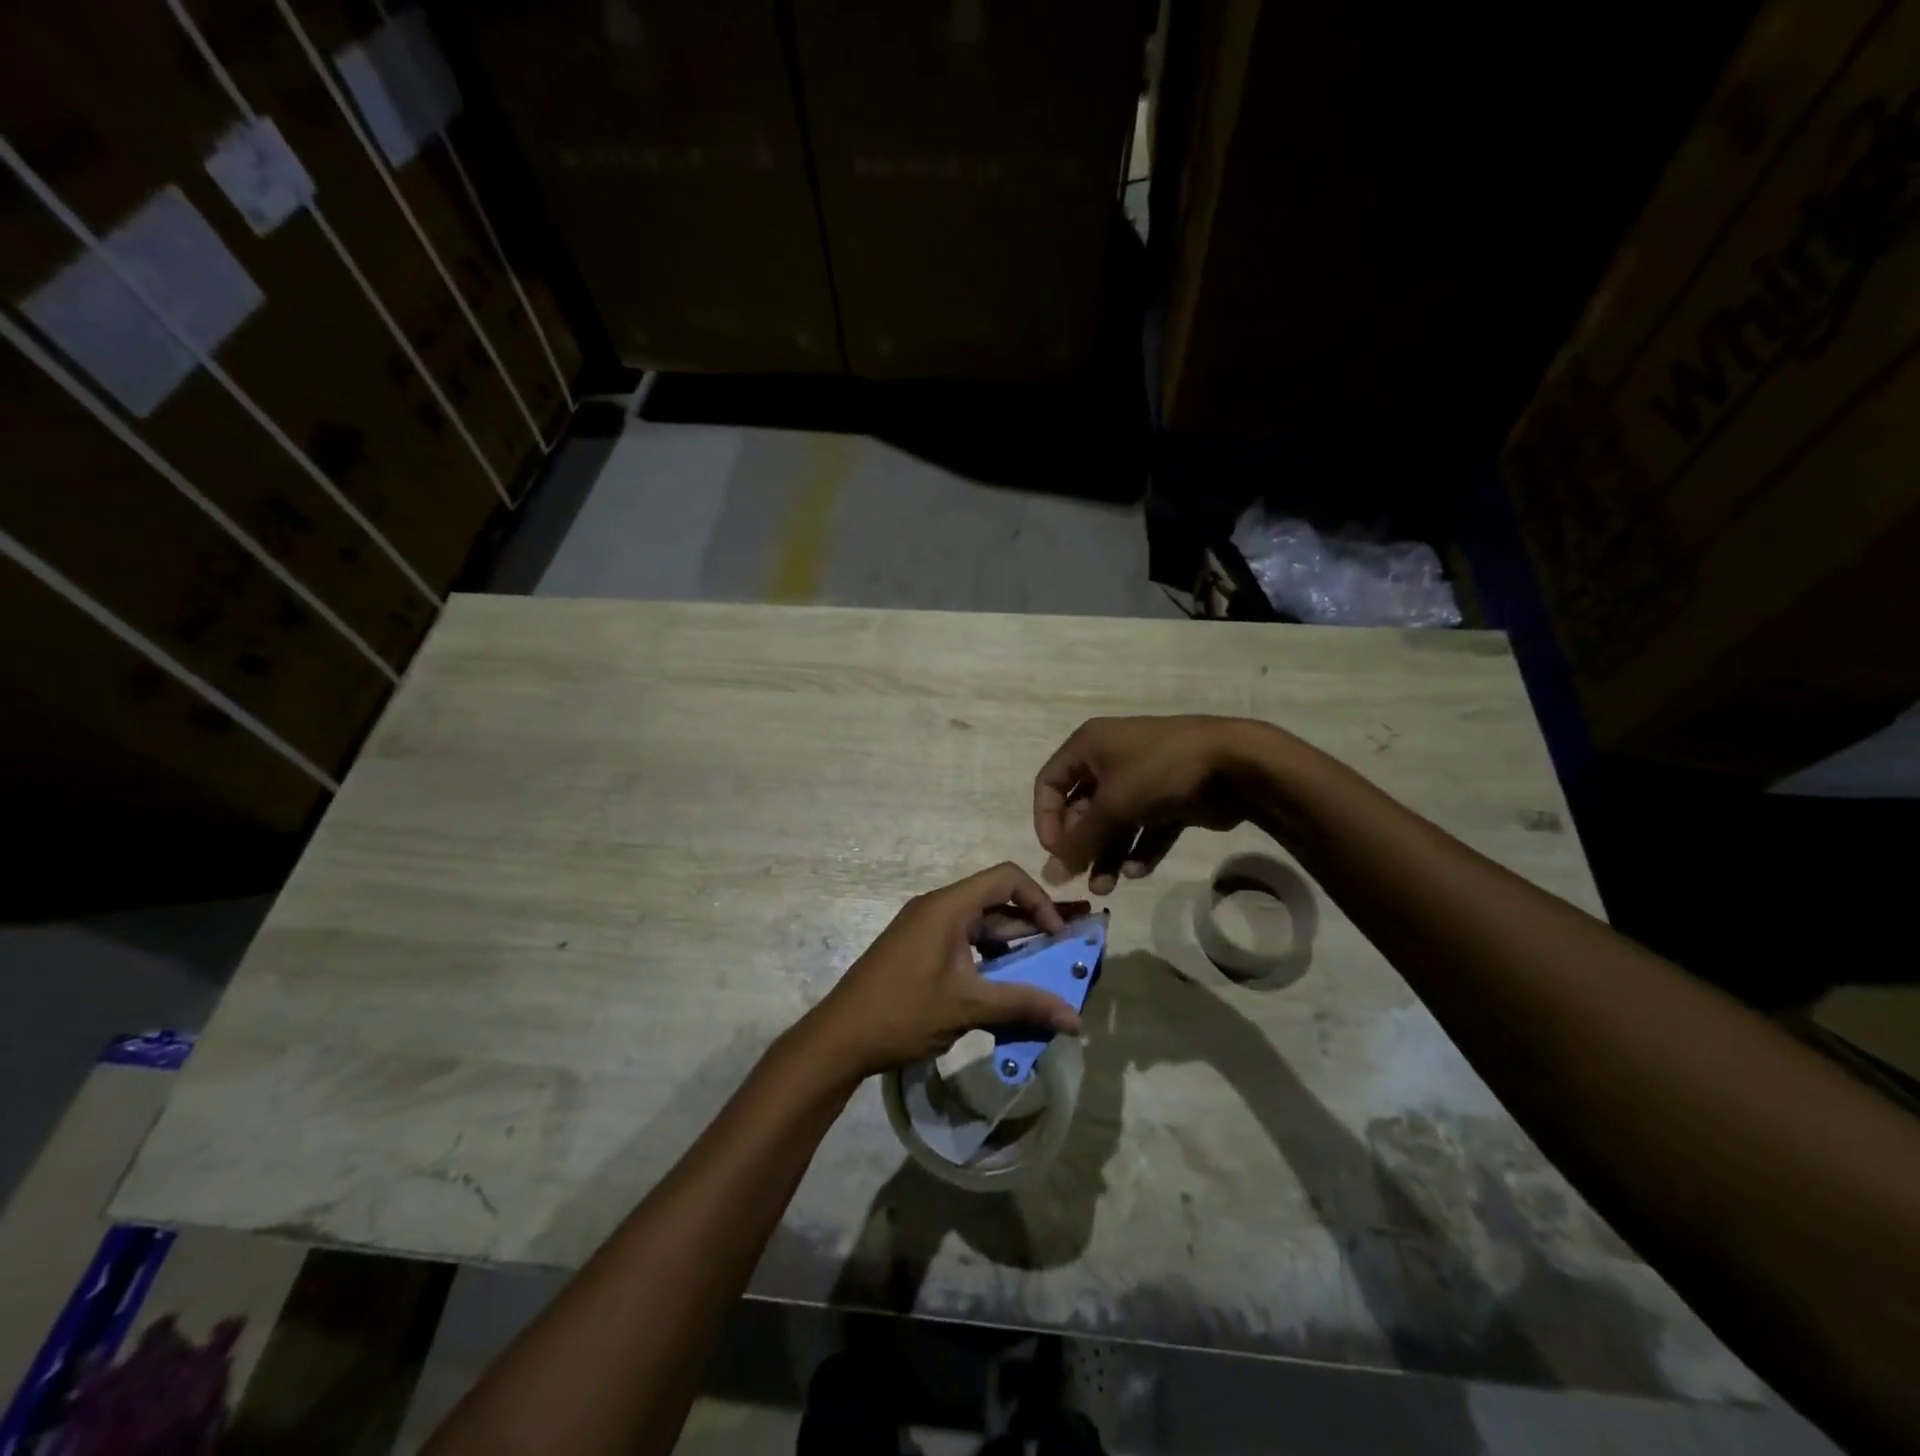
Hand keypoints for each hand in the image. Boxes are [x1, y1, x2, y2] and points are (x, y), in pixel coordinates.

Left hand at [805, 864, 1087, 1079]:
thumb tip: (1076, 1019)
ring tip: (1041, 977)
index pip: (1006, 878)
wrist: (839, 1039)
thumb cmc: (903, 1012)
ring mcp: (925, 929)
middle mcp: (937, 908)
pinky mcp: (918, 950)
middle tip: (1062, 956)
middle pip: (995, 902)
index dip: (1039, 900)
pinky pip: (963, 943)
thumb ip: (1023, 1005)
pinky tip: (1004, 990)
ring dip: (1011, 948)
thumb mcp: (968, 1007)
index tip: (1058, 937)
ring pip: (980, 926)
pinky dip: (988, 960)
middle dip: (1031, 927)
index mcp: (948, 906)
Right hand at [1034, 715, 1265, 892]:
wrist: (1234, 762)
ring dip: (1107, 854)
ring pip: (1114, 822)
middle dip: (1081, 845)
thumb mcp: (1112, 805)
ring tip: (1106, 888)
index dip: (1046, 819)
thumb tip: (1049, 875)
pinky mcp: (1169, 798)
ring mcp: (1142, 779)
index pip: (1050, 783)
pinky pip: (1145, 827)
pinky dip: (1139, 849)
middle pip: (1082, 807)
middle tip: (1080, 878)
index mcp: (1088, 746)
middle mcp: (1110, 759)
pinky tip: (1138, 871)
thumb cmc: (1159, 771)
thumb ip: (1079, 842)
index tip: (1055, 852)